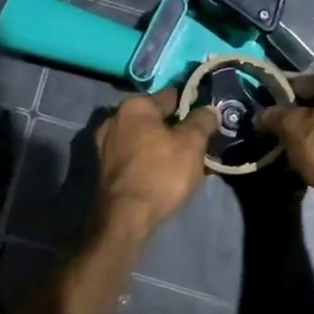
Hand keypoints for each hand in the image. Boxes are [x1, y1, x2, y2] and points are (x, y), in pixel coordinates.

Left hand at [91, 89, 219, 239]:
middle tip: (198, 144)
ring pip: (144, 139)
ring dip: (162, 146)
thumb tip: (209, 109)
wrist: (125, 217)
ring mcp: (105, 144)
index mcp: (135, 105)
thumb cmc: (161, 173)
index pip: (172, 96)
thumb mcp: (192, 144)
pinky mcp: (104, 168)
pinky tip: (164, 173)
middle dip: (176, 128)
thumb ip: (202, 121)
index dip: (192, 106)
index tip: (207, 119)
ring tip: (184, 162)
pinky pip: (134, 156)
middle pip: (155, 119)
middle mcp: (114, 118)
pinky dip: (149, 160)